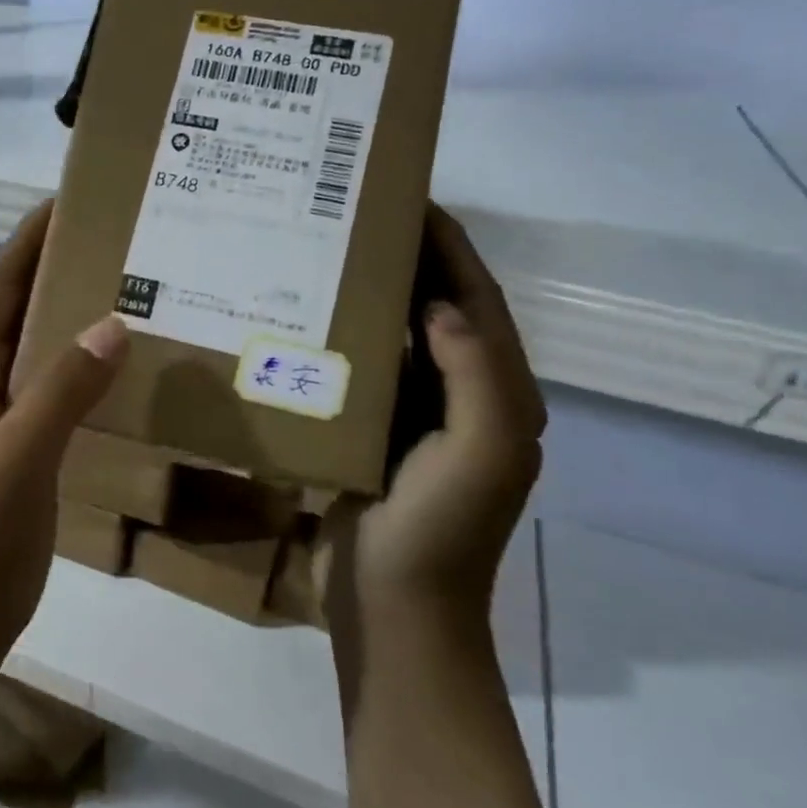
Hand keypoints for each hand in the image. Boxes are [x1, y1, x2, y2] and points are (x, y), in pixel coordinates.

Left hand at [0, 200, 129, 678]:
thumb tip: (112, 321)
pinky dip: (85, 366)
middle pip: (20, 308)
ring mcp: (4, 417)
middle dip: (56, 267)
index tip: (69, 200)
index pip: (0, 286)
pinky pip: (57, 388)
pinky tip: (122, 366)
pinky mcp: (27, 448)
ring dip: (72, 315)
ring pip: (40, 348)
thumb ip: (61, 390)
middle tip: (115, 238)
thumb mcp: (20, 454)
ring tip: (128, 288)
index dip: (28, 241)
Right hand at [322, 206, 546, 634]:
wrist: (394, 609)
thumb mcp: (482, 453)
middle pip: (438, 309)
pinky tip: (308, 317)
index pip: (477, 300)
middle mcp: (461, 395)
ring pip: (397, 335)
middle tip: (359, 214)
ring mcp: (415, 415)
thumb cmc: (442, 532)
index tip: (411, 198)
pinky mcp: (374, 432)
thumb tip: (437, 305)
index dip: (451, 246)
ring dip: (374, 293)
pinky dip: (344, 336)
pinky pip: (363, 369)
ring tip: (331, 251)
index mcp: (498, 393)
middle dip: (410, 258)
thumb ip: (475, 374)